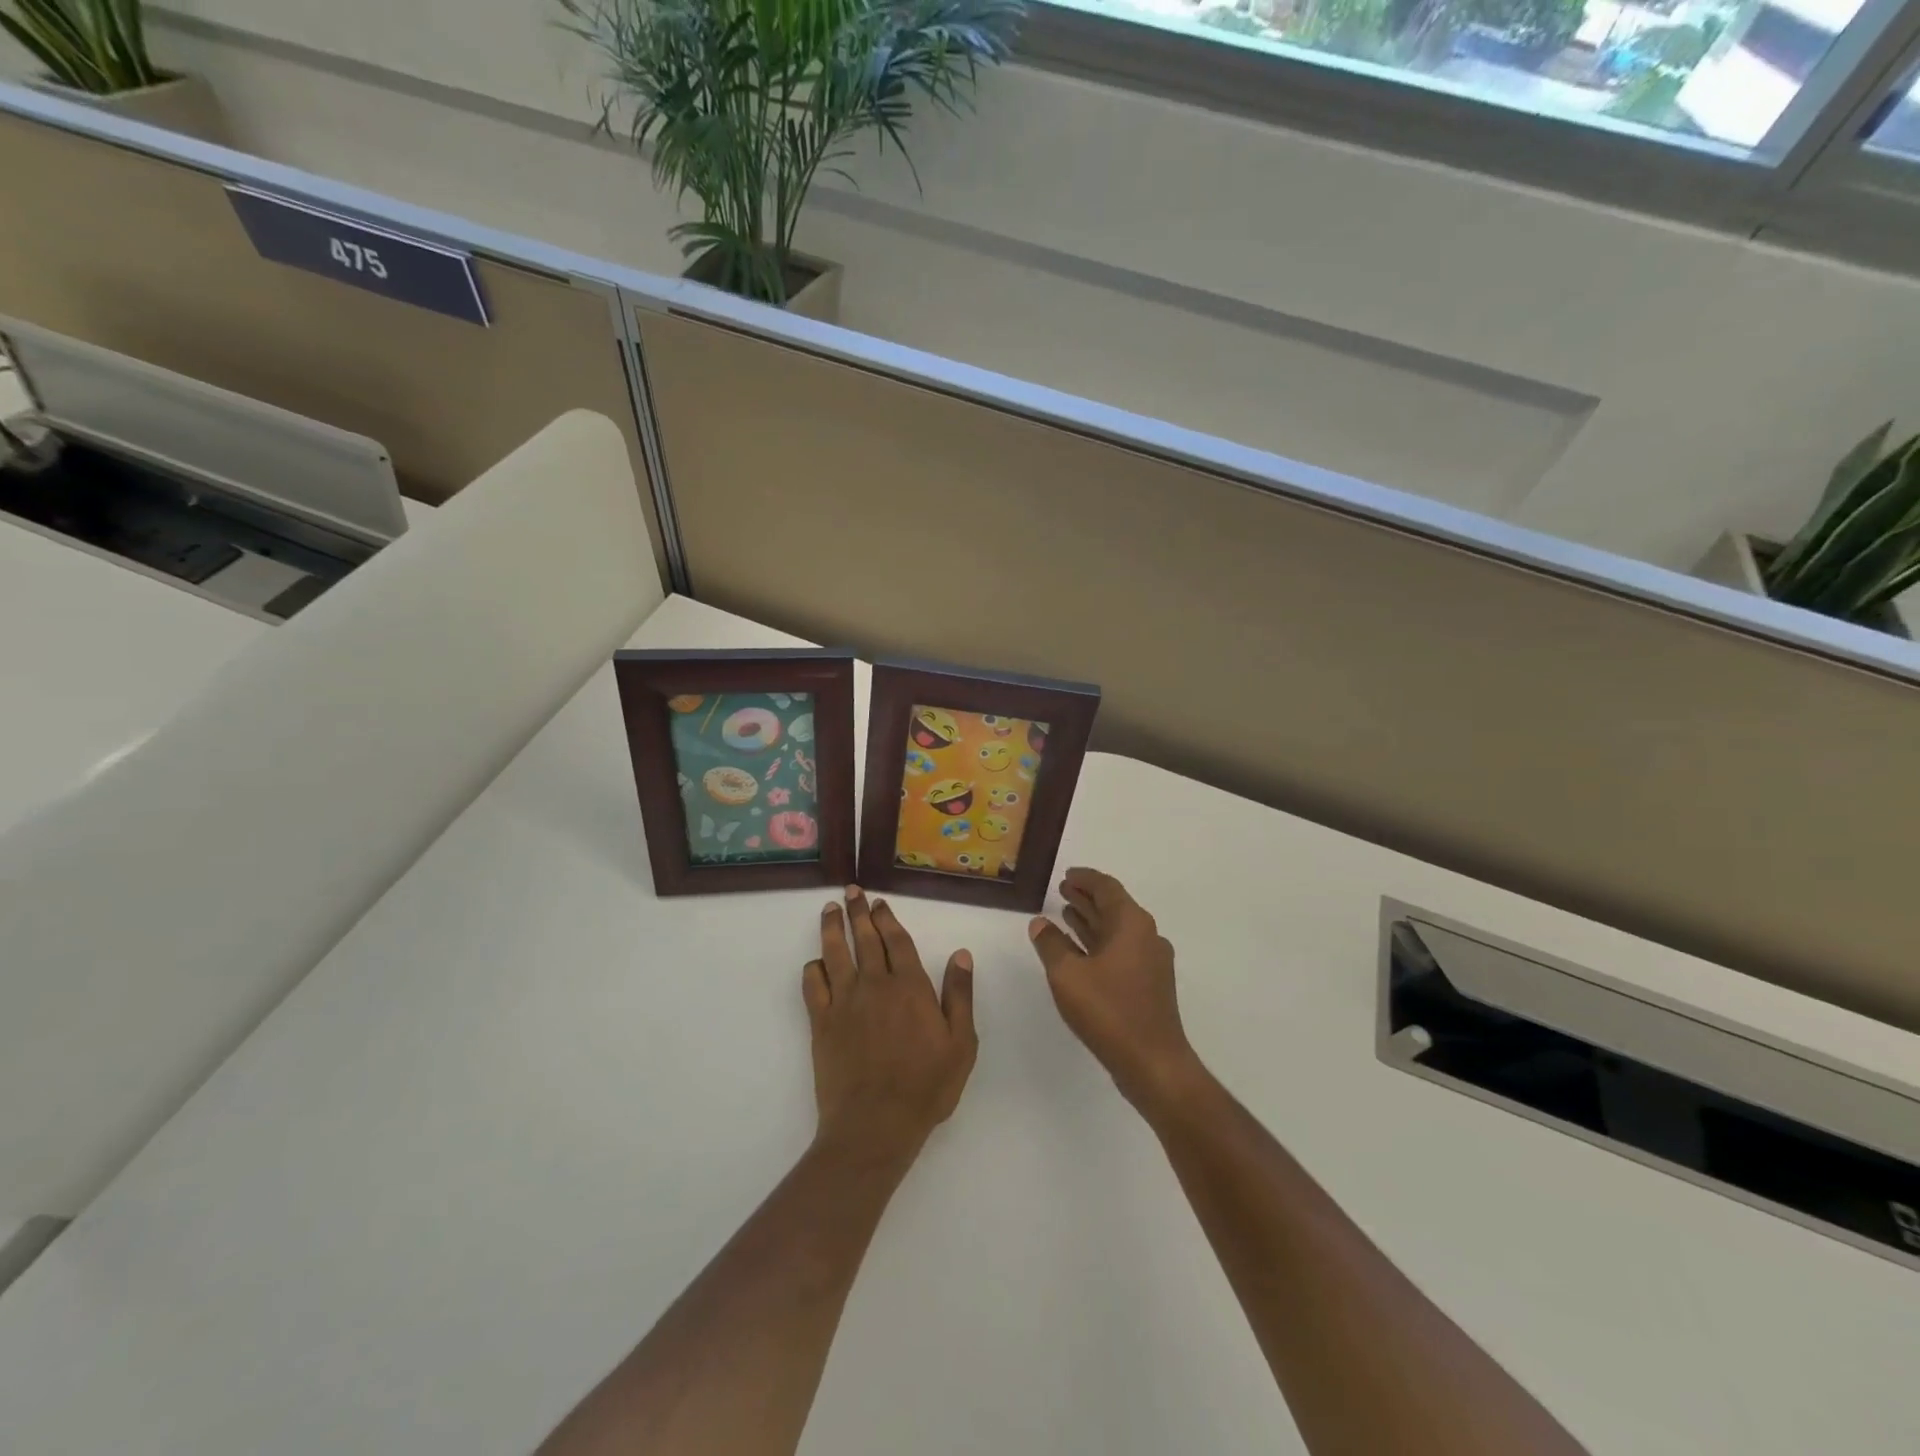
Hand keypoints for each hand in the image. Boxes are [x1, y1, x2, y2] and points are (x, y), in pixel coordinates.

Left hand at [804, 887, 977, 1164]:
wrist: (875, 1125)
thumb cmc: (926, 1087)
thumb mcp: (961, 1045)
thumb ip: (960, 996)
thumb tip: (961, 954)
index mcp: (910, 987)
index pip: (896, 941)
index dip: (888, 919)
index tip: (880, 903)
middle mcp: (875, 985)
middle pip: (865, 939)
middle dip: (858, 912)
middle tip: (852, 891)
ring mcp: (845, 1001)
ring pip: (836, 953)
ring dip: (833, 928)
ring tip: (829, 909)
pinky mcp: (822, 1022)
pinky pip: (813, 985)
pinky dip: (813, 968)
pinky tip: (817, 962)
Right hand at [1028, 868, 1201, 1113]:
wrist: (1153, 1063)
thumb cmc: (1109, 1011)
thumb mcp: (1068, 975)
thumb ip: (1050, 944)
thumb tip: (1040, 923)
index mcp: (1132, 924)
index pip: (1107, 887)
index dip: (1085, 878)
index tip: (1066, 874)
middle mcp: (1146, 936)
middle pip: (1114, 906)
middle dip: (1087, 897)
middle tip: (1061, 890)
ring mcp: (1151, 961)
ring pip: (1117, 930)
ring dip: (1091, 920)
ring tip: (1065, 914)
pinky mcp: (1149, 984)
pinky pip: (1120, 950)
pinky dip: (1098, 943)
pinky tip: (1078, 950)